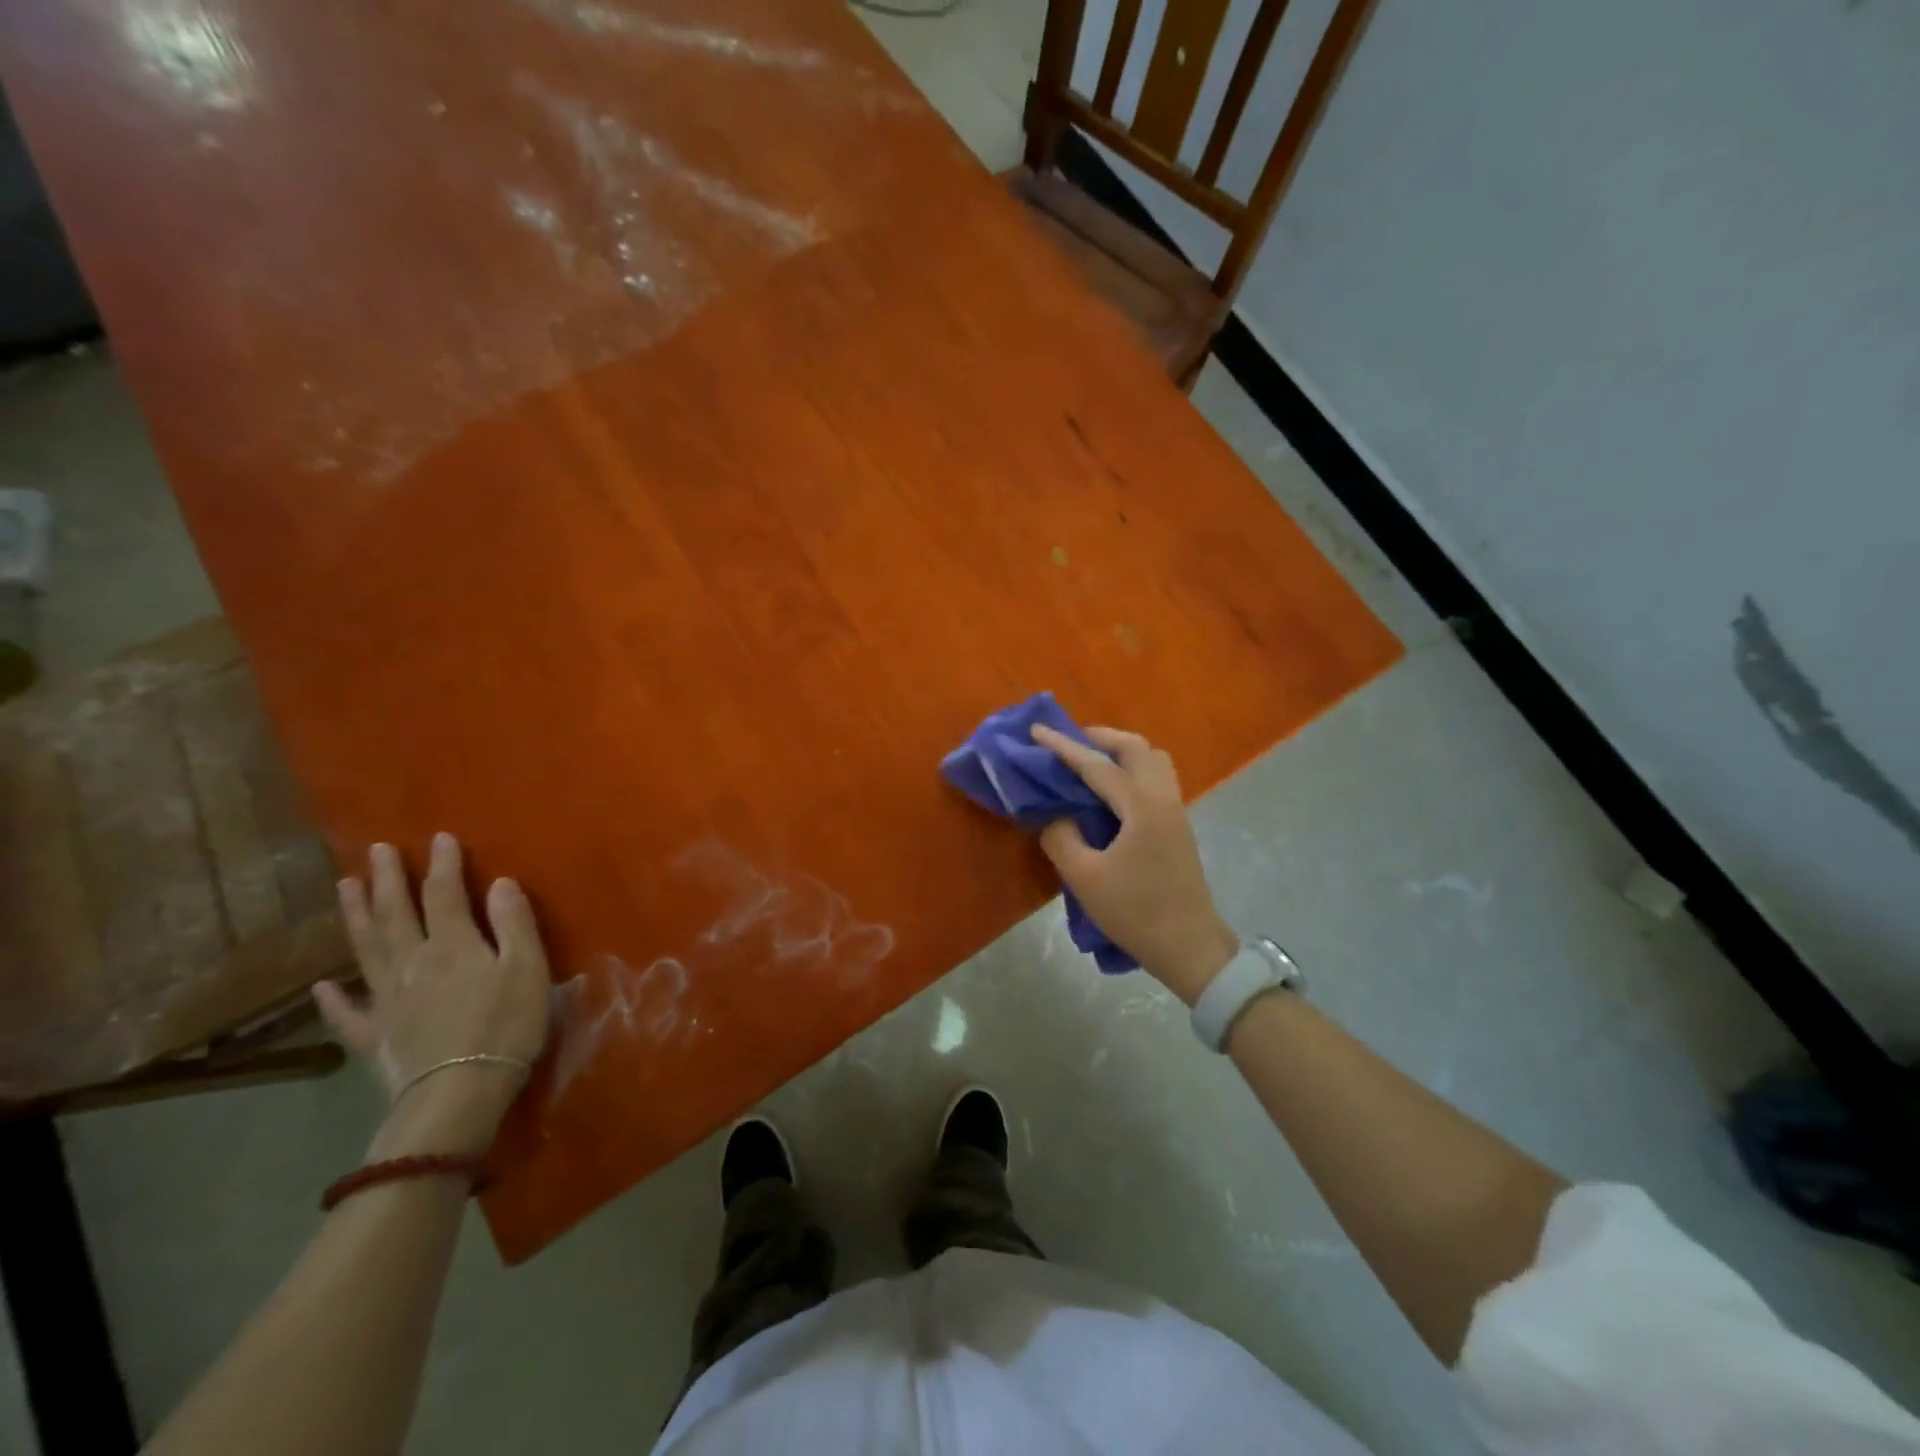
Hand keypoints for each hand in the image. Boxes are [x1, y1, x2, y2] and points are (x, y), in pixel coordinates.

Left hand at [315, 834, 550, 1155]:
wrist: (459, 1092)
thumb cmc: (506, 1026)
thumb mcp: (527, 968)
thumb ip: (514, 924)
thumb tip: (501, 882)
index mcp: (452, 945)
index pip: (445, 894)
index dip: (443, 864)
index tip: (440, 837)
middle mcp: (412, 963)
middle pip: (396, 914)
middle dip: (388, 879)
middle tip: (378, 850)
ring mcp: (387, 999)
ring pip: (366, 949)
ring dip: (355, 916)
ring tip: (344, 886)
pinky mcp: (375, 1035)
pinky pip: (347, 1013)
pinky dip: (330, 1000)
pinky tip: (319, 987)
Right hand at [1031, 725, 1238, 1003]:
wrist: (1189, 947)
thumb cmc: (1135, 912)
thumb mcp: (1084, 878)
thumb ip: (1061, 838)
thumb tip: (1056, 816)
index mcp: (1141, 807)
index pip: (1096, 766)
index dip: (1063, 747)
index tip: (1037, 730)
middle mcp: (1163, 799)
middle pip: (1136, 748)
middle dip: (1101, 737)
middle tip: (1070, 742)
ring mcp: (1176, 811)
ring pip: (1153, 761)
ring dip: (1122, 751)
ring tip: (1092, 761)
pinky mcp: (1178, 827)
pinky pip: (1157, 779)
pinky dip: (1133, 770)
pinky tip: (1112, 790)